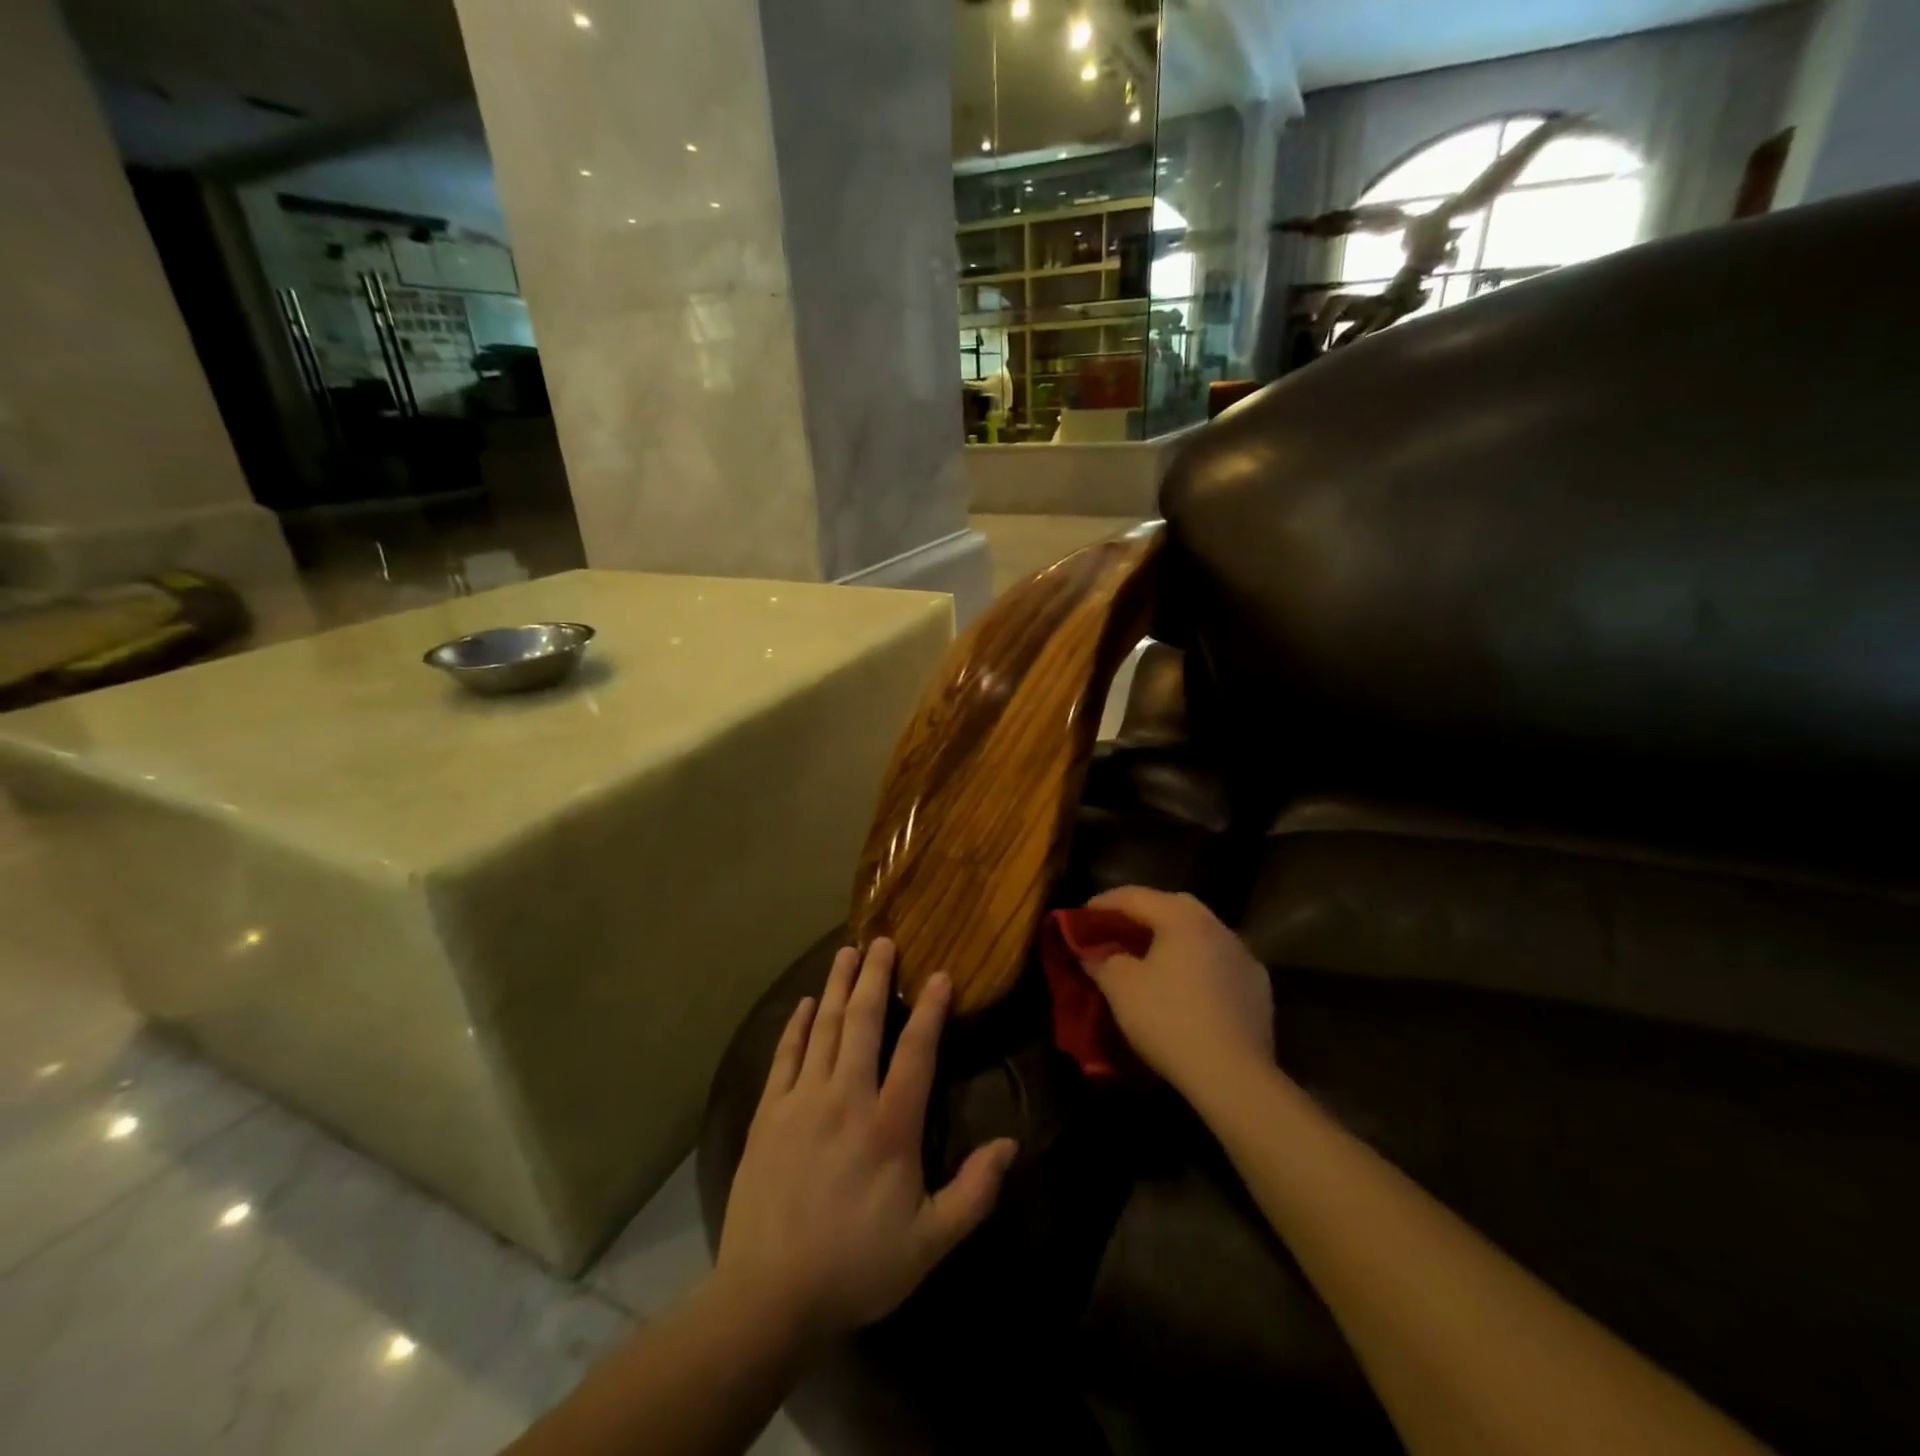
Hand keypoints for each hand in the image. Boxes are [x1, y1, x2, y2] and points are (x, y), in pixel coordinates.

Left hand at [716, 940, 1016, 1345]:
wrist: (768, 1297)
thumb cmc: (856, 1267)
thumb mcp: (928, 1243)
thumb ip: (973, 1193)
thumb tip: (1011, 1144)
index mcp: (889, 1127)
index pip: (916, 1052)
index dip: (931, 1010)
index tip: (940, 974)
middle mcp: (846, 1099)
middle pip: (864, 1023)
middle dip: (876, 977)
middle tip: (883, 940)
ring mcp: (802, 1102)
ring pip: (825, 1028)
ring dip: (839, 986)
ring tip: (848, 952)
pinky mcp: (768, 1114)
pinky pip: (785, 1056)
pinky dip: (798, 1025)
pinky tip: (806, 1003)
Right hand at [1080, 887, 1274, 1096]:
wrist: (1232, 1076)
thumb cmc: (1168, 1020)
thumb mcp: (1120, 987)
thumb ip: (1101, 959)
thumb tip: (1091, 951)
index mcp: (1183, 917)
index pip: (1135, 896)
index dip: (1103, 904)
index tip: (1081, 917)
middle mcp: (1217, 926)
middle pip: (1172, 906)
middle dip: (1141, 914)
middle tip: (1116, 931)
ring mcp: (1243, 956)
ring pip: (1200, 933)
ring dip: (1172, 938)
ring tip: (1150, 958)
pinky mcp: (1258, 987)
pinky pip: (1218, 962)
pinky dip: (1197, 964)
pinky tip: (1186, 986)